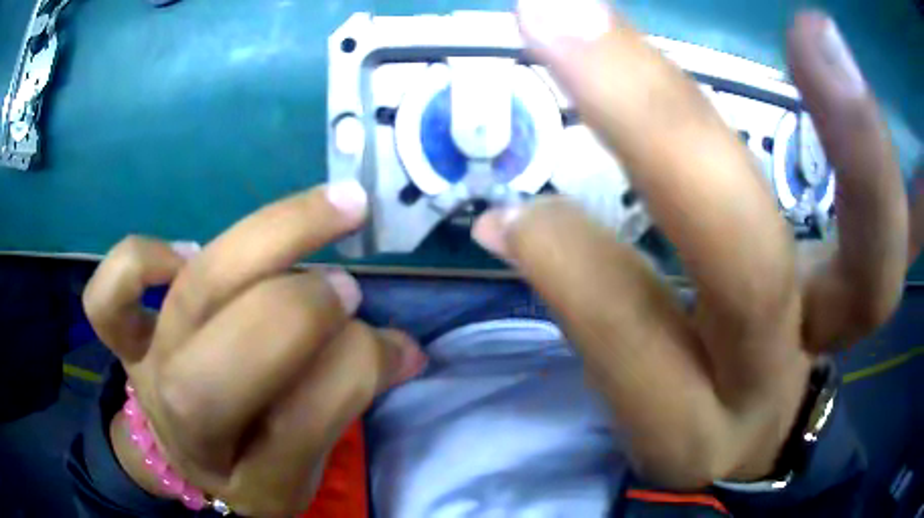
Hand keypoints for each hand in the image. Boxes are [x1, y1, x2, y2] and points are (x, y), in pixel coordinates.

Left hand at [83, 184, 426, 516]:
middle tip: (348, 285)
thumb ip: (350, 400)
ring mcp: (149, 374)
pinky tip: (186, 252)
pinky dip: (139, 260)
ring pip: (190, 297)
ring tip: (328, 211)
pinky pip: (107, 299)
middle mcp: (192, 430)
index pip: (302, 423)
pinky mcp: (124, 343)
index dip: (353, 369)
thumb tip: (404, 349)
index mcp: (254, 480)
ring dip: (263, 244)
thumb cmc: (253, 458)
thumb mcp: (308, 461)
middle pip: (226, 362)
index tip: (390, 344)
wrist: (184, 457)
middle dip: (298, 311)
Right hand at [473, 2, 909, 487]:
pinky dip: (921, 200)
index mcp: (689, 417)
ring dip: (858, 146)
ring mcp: (836, 338)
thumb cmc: (683, 412)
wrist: (751, 437)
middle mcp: (772, 377)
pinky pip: (911, 248)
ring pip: (873, 266)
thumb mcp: (632, 394)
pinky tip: (919, 154)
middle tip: (574, 15)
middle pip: (750, 274)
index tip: (515, 203)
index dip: (572, 269)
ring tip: (816, 33)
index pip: (627, 339)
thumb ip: (586, 300)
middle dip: (667, 138)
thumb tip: (509, 220)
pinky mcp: (869, 304)